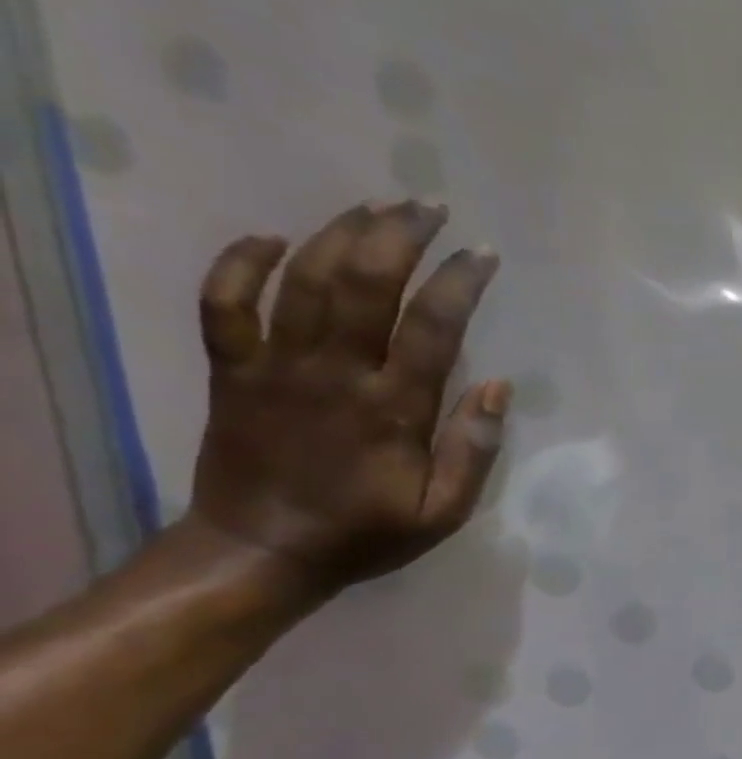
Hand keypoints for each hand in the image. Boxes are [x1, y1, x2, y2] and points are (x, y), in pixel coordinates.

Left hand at [184, 200, 510, 600]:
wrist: (260, 552)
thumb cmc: (366, 532)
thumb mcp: (444, 511)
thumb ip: (475, 450)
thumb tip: (500, 388)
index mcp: (393, 409)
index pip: (433, 327)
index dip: (460, 282)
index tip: (482, 254)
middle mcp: (334, 374)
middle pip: (364, 284)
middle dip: (399, 236)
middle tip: (427, 206)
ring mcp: (276, 367)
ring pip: (301, 280)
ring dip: (339, 234)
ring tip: (374, 207)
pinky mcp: (233, 371)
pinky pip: (224, 303)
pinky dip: (240, 263)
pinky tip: (271, 238)